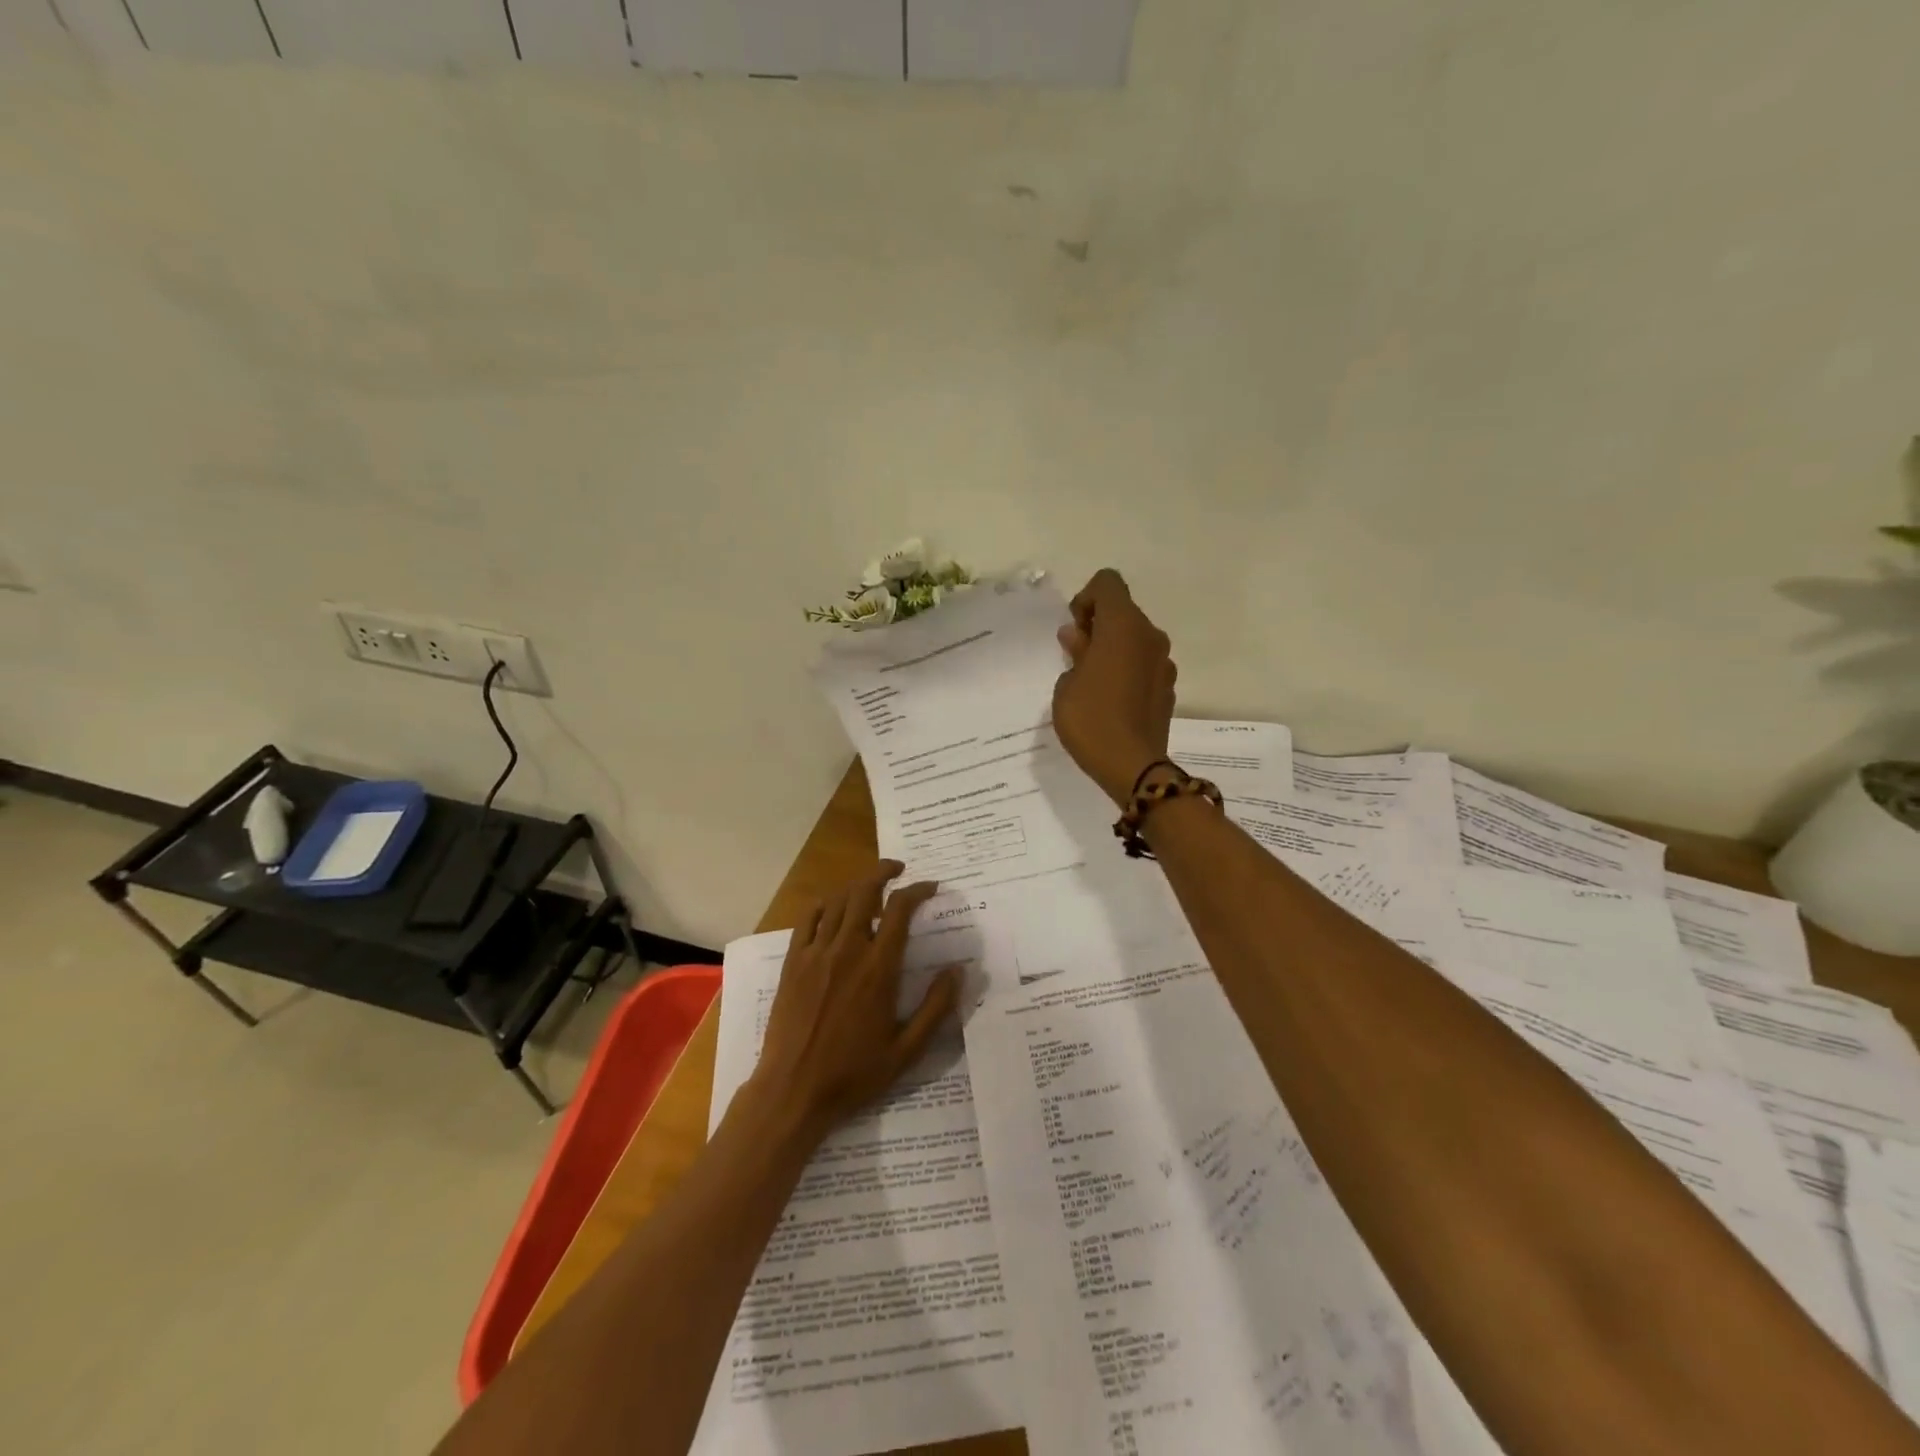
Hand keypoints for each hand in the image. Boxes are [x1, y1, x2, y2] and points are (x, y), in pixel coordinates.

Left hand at [745, 862, 960, 1143]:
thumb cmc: (854, 1074)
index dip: (917, 890)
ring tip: (871, 885)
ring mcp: (816, 953)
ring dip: (857, 884)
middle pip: (865, 891)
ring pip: (838, 900)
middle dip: (884, 872)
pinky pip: (808, 918)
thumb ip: (936, 1008)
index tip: (931, 887)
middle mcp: (848, 950)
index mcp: (879, 969)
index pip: (900, 910)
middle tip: (899, 870)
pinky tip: (833, 906)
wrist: (793, 1090)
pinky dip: (824, 903)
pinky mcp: (793, 962)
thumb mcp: (907, 1050)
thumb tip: (959, 970)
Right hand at [1052, 569, 1177, 805]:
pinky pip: (1144, 664)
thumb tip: (1079, 636)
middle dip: (1099, 626)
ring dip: (1114, 649)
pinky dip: (1128, 669)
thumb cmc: (1091, 719)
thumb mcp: (1067, 685)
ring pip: (1135, 639)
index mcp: (1123, 626)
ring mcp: (1164, 662)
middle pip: (1123, 611)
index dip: (1086, 599)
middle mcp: (1149, 635)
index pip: (1107, 583)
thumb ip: (1075, 653)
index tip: (1075, 630)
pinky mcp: (1169, 686)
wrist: (1133, 766)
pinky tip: (1112, 700)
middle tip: (1077, 658)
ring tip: (1093, 682)